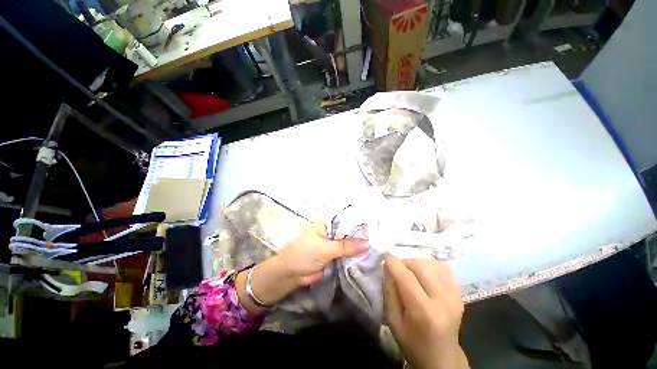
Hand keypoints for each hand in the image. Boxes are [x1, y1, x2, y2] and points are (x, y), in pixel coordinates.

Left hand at [236, 221, 368, 313]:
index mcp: (326, 224)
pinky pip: (347, 254)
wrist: (291, 275)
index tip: (376, 222)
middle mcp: (331, 231)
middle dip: (362, 234)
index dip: (359, 220)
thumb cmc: (304, 254)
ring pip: (349, 243)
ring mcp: (333, 244)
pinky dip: (355, 255)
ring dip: (360, 245)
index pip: (345, 219)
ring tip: (380, 243)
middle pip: (349, 231)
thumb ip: (346, 246)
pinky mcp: (335, 256)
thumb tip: (368, 243)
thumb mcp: (326, 248)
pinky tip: (370, 254)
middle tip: (382, 234)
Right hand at [383, 255, 468, 368]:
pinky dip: (430, 266)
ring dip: (416, 262)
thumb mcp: (393, 321)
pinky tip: (424, 273)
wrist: (442, 357)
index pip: (406, 278)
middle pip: (421, 267)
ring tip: (409, 271)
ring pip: (432, 264)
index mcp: (424, 312)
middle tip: (397, 268)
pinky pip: (443, 269)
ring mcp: (454, 296)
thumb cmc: (413, 342)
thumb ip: (389, 292)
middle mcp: (442, 301)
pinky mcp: (459, 294)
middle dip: (405, 262)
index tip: (385, 256)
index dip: (394, 263)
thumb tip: (388, 267)